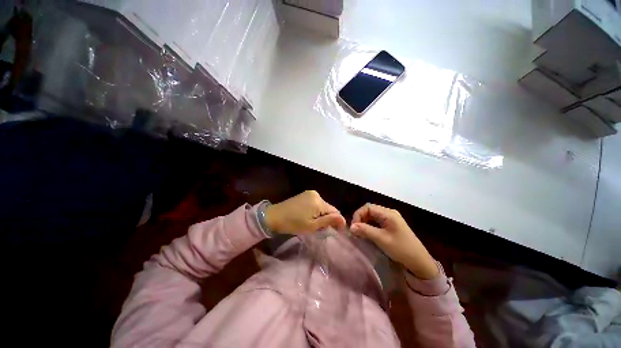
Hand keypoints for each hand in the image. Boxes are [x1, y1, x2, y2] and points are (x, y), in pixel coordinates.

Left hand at [265, 191, 345, 234]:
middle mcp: (316, 194)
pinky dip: (315, 211)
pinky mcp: (304, 194)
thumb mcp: (312, 226)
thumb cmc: (293, 223)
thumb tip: (344, 220)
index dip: (336, 221)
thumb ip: (329, 221)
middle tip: (321, 229)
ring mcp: (310, 193)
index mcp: (319, 201)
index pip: (335, 211)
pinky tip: (309, 217)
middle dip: (327, 218)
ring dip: (321, 215)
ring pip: (322, 206)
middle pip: (328, 208)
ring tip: (313, 224)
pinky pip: (315, 203)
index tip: (335, 231)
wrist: (274, 216)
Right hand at [350, 204, 438, 278]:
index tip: (354, 227)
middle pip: (370, 210)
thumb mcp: (382, 239)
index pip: (368, 207)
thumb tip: (350, 227)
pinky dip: (370, 226)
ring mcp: (391, 219)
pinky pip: (377, 221)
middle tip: (355, 230)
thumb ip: (365, 231)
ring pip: (372, 216)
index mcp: (388, 213)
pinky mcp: (391, 225)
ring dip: (364, 222)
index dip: (358, 215)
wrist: (420, 262)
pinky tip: (367, 233)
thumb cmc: (401, 249)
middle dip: (360, 219)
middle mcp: (389, 213)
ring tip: (360, 233)